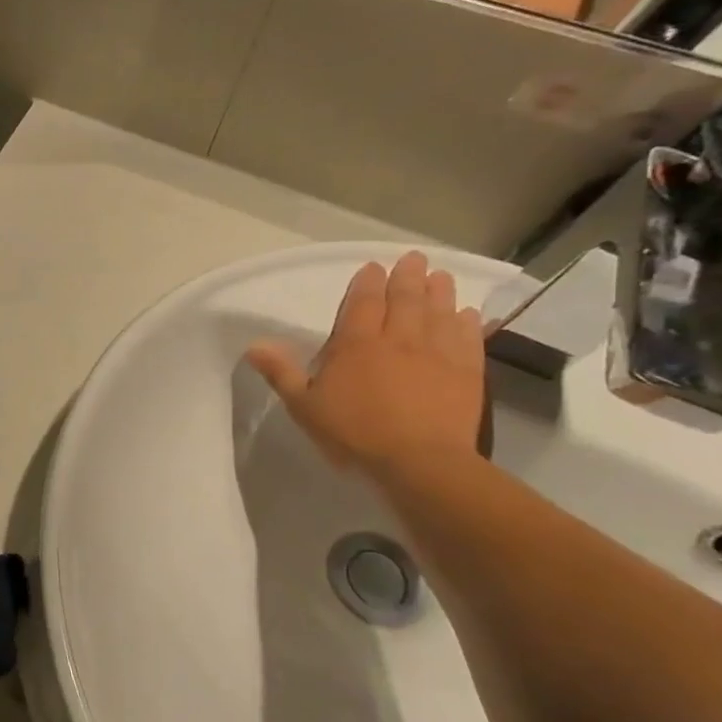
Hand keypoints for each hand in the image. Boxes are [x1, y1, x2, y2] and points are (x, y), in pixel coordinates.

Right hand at [244, 250, 485, 476]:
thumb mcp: (304, 406)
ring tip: (441, 276)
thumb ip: (281, 372)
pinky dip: (467, 323)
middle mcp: (398, 339)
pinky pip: (468, 339)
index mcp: (356, 344)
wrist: (418, 462)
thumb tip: (254, 345)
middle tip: (414, 258)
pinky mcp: (466, 373)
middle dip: (408, 277)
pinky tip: (467, 314)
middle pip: (405, 300)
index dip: (367, 283)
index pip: (363, 303)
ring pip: (439, 313)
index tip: (373, 267)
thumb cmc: (353, 433)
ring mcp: (436, 354)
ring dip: (439, 292)